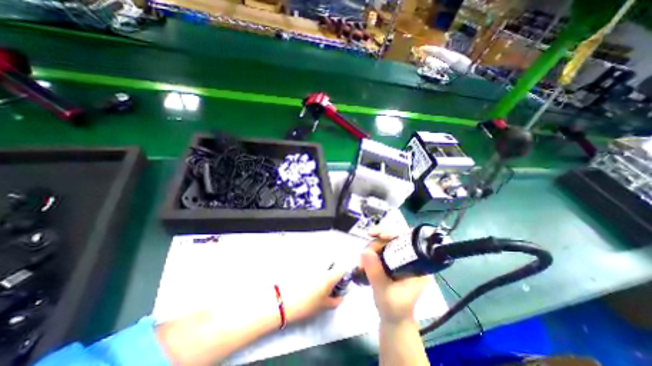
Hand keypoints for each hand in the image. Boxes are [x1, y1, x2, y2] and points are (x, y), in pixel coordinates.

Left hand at [283, 268, 349, 323]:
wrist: (284, 302)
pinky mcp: (303, 265)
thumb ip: (336, 300)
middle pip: (332, 264)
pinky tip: (308, 281)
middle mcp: (321, 267)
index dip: (344, 275)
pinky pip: (313, 265)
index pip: (342, 269)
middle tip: (329, 284)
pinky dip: (314, 271)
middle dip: (333, 271)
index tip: (341, 283)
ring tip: (317, 283)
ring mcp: (311, 265)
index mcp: (329, 276)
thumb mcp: (324, 306)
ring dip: (324, 270)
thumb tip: (341, 296)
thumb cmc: (306, 305)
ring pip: (322, 264)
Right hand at [365, 231, 431, 323]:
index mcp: (418, 265)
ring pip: (384, 243)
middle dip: (377, 243)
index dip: (393, 233)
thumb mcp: (385, 292)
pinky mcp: (390, 261)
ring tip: (361, 263)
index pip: (408, 240)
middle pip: (393, 238)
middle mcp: (410, 258)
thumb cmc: (394, 309)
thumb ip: (376, 273)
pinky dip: (370, 253)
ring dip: (371, 249)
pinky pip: (380, 250)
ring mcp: (399, 259)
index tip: (378, 235)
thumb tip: (365, 251)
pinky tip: (363, 262)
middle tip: (365, 253)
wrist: (392, 320)